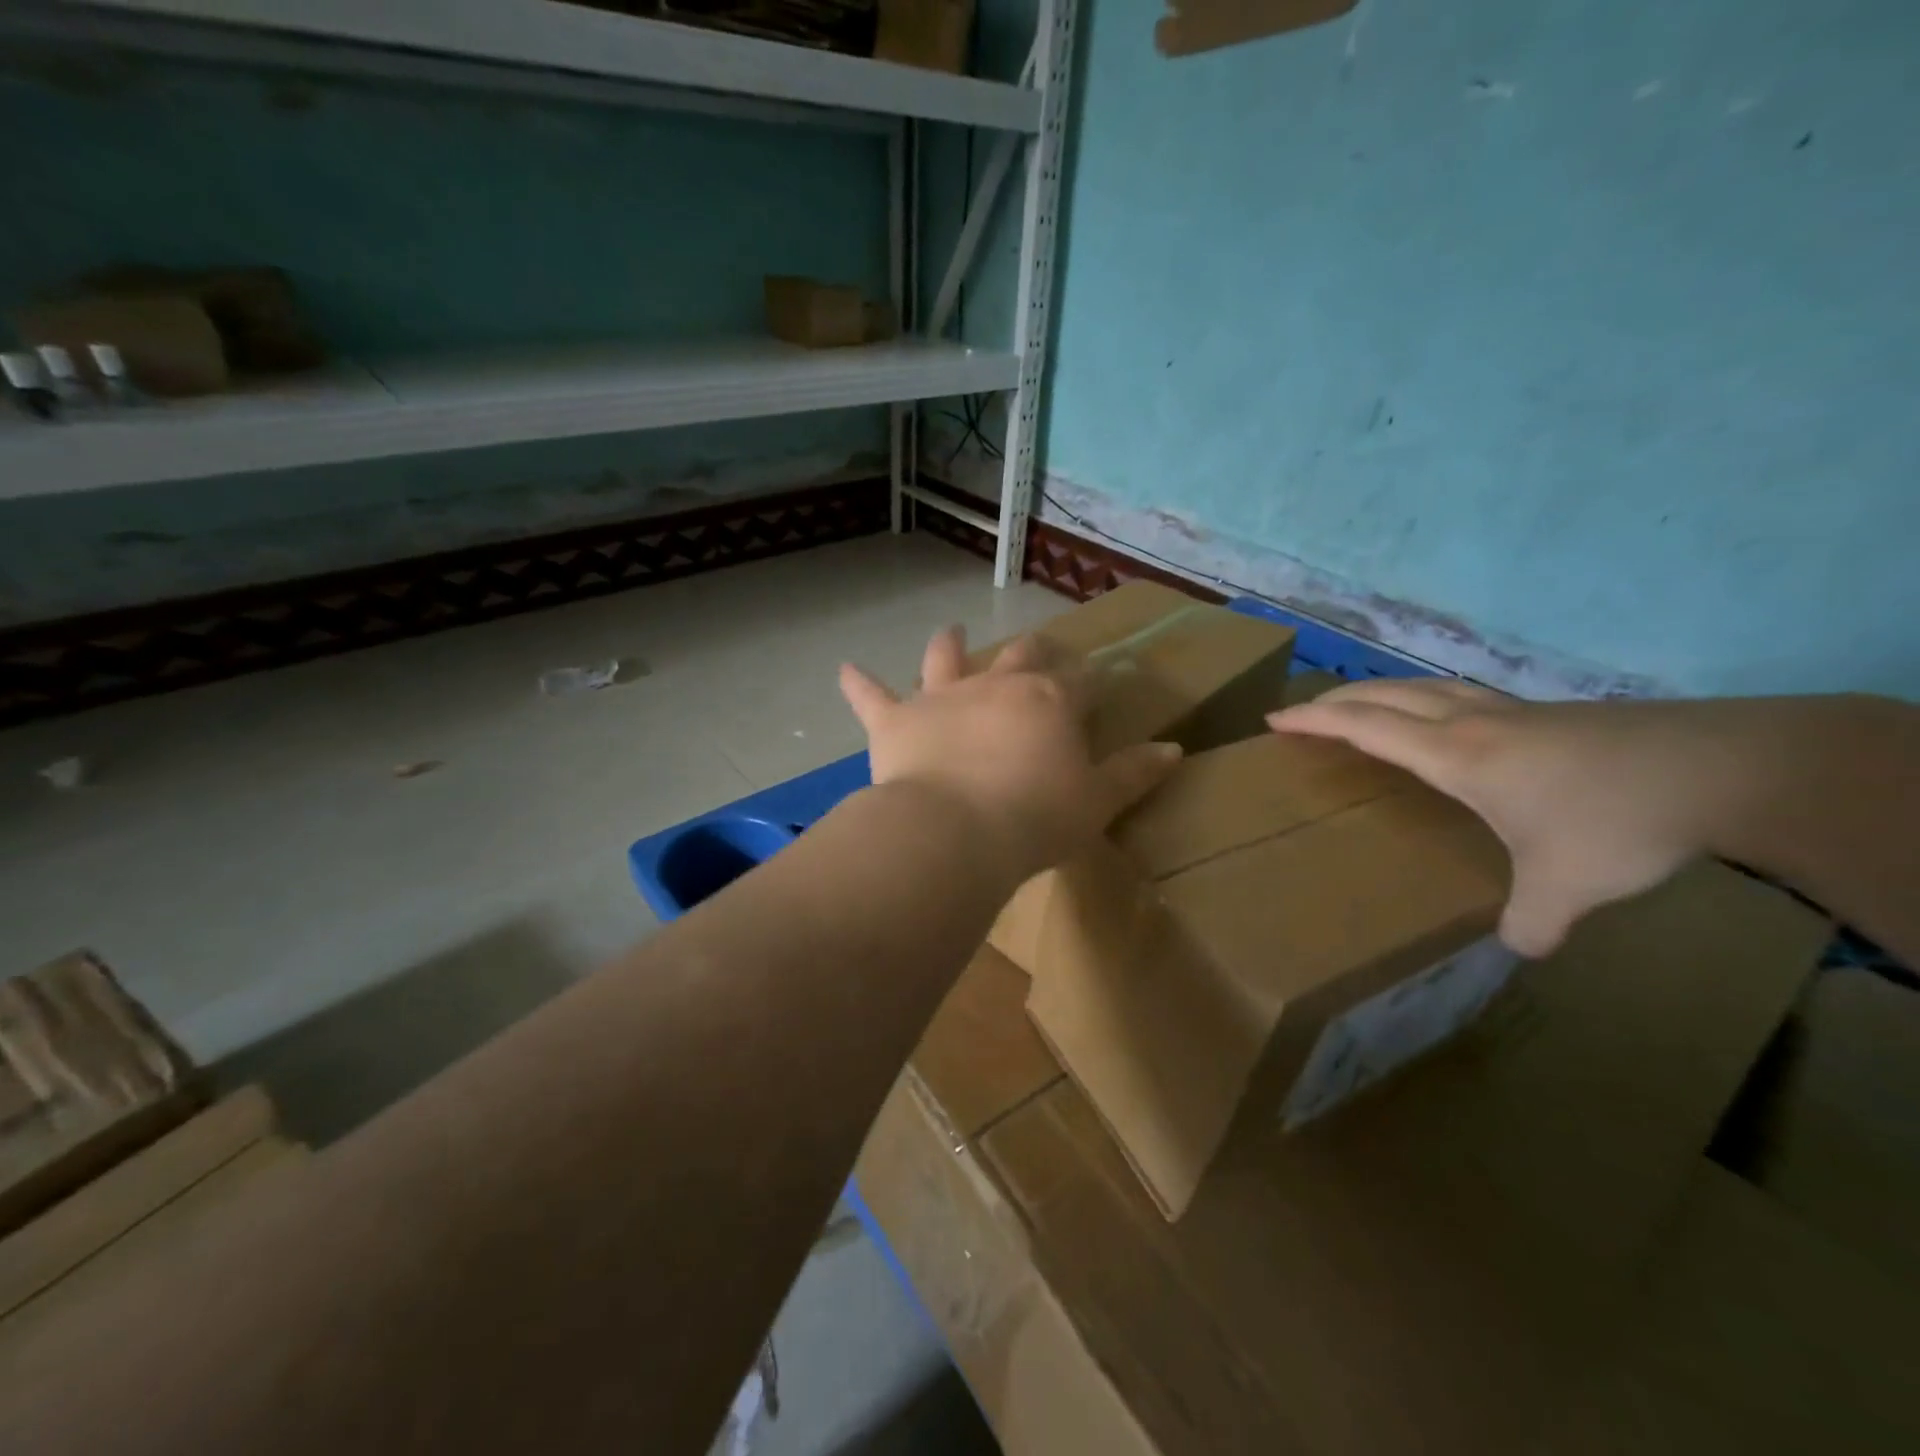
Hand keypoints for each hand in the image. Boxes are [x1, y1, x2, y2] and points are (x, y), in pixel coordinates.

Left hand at [840, 627, 1182, 882]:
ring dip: (949, 645)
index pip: (1080, 681)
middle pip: (1020, 657)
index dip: (1093, 681)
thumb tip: (1174, 749)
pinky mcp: (895, 720)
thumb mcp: (1095, 802)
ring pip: (945, 658)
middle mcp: (996, 686)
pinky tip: (844, 670)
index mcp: (1049, 702)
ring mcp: (941, 697)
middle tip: (1039, 649)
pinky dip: (858, 683)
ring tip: (951, 631)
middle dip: (1034, 651)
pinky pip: (871, 696)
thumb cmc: (1034, 819)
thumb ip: (1133, 773)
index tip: (1100, 684)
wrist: (954, 832)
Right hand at [1268, 681, 1777, 955]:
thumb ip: (1531, 919)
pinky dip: (1425, 697)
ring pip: (1422, 686)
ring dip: (1378, 691)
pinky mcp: (1545, 713)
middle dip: (1334, 699)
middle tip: (1301, 711)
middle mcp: (1471, 723)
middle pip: (1384, 695)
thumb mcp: (1566, 885)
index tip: (1274, 720)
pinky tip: (1444, 719)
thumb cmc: (1617, 819)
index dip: (1315, 722)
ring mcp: (1510, 712)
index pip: (1365, 727)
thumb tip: (1517, 948)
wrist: (1722, 768)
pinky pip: (1459, 694)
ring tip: (1358, 704)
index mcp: (1454, 754)